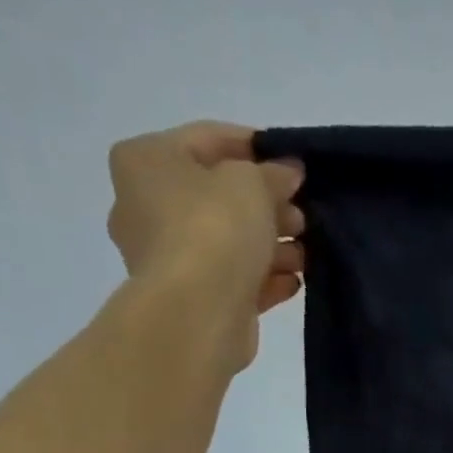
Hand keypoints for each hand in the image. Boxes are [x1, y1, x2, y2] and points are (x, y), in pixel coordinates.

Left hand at [106, 121, 304, 367]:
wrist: (197, 313)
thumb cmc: (213, 228)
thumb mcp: (252, 182)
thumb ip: (274, 173)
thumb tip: (288, 173)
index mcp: (146, 161)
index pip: (207, 139)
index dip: (255, 146)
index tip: (294, 163)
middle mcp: (145, 205)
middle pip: (218, 195)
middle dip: (267, 204)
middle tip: (304, 214)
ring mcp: (167, 257)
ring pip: (229, 241)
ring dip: (271, 244)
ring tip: (307, 252)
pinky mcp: (192, 299)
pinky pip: (233, 279)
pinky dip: (263, 278)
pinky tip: (294, 281)